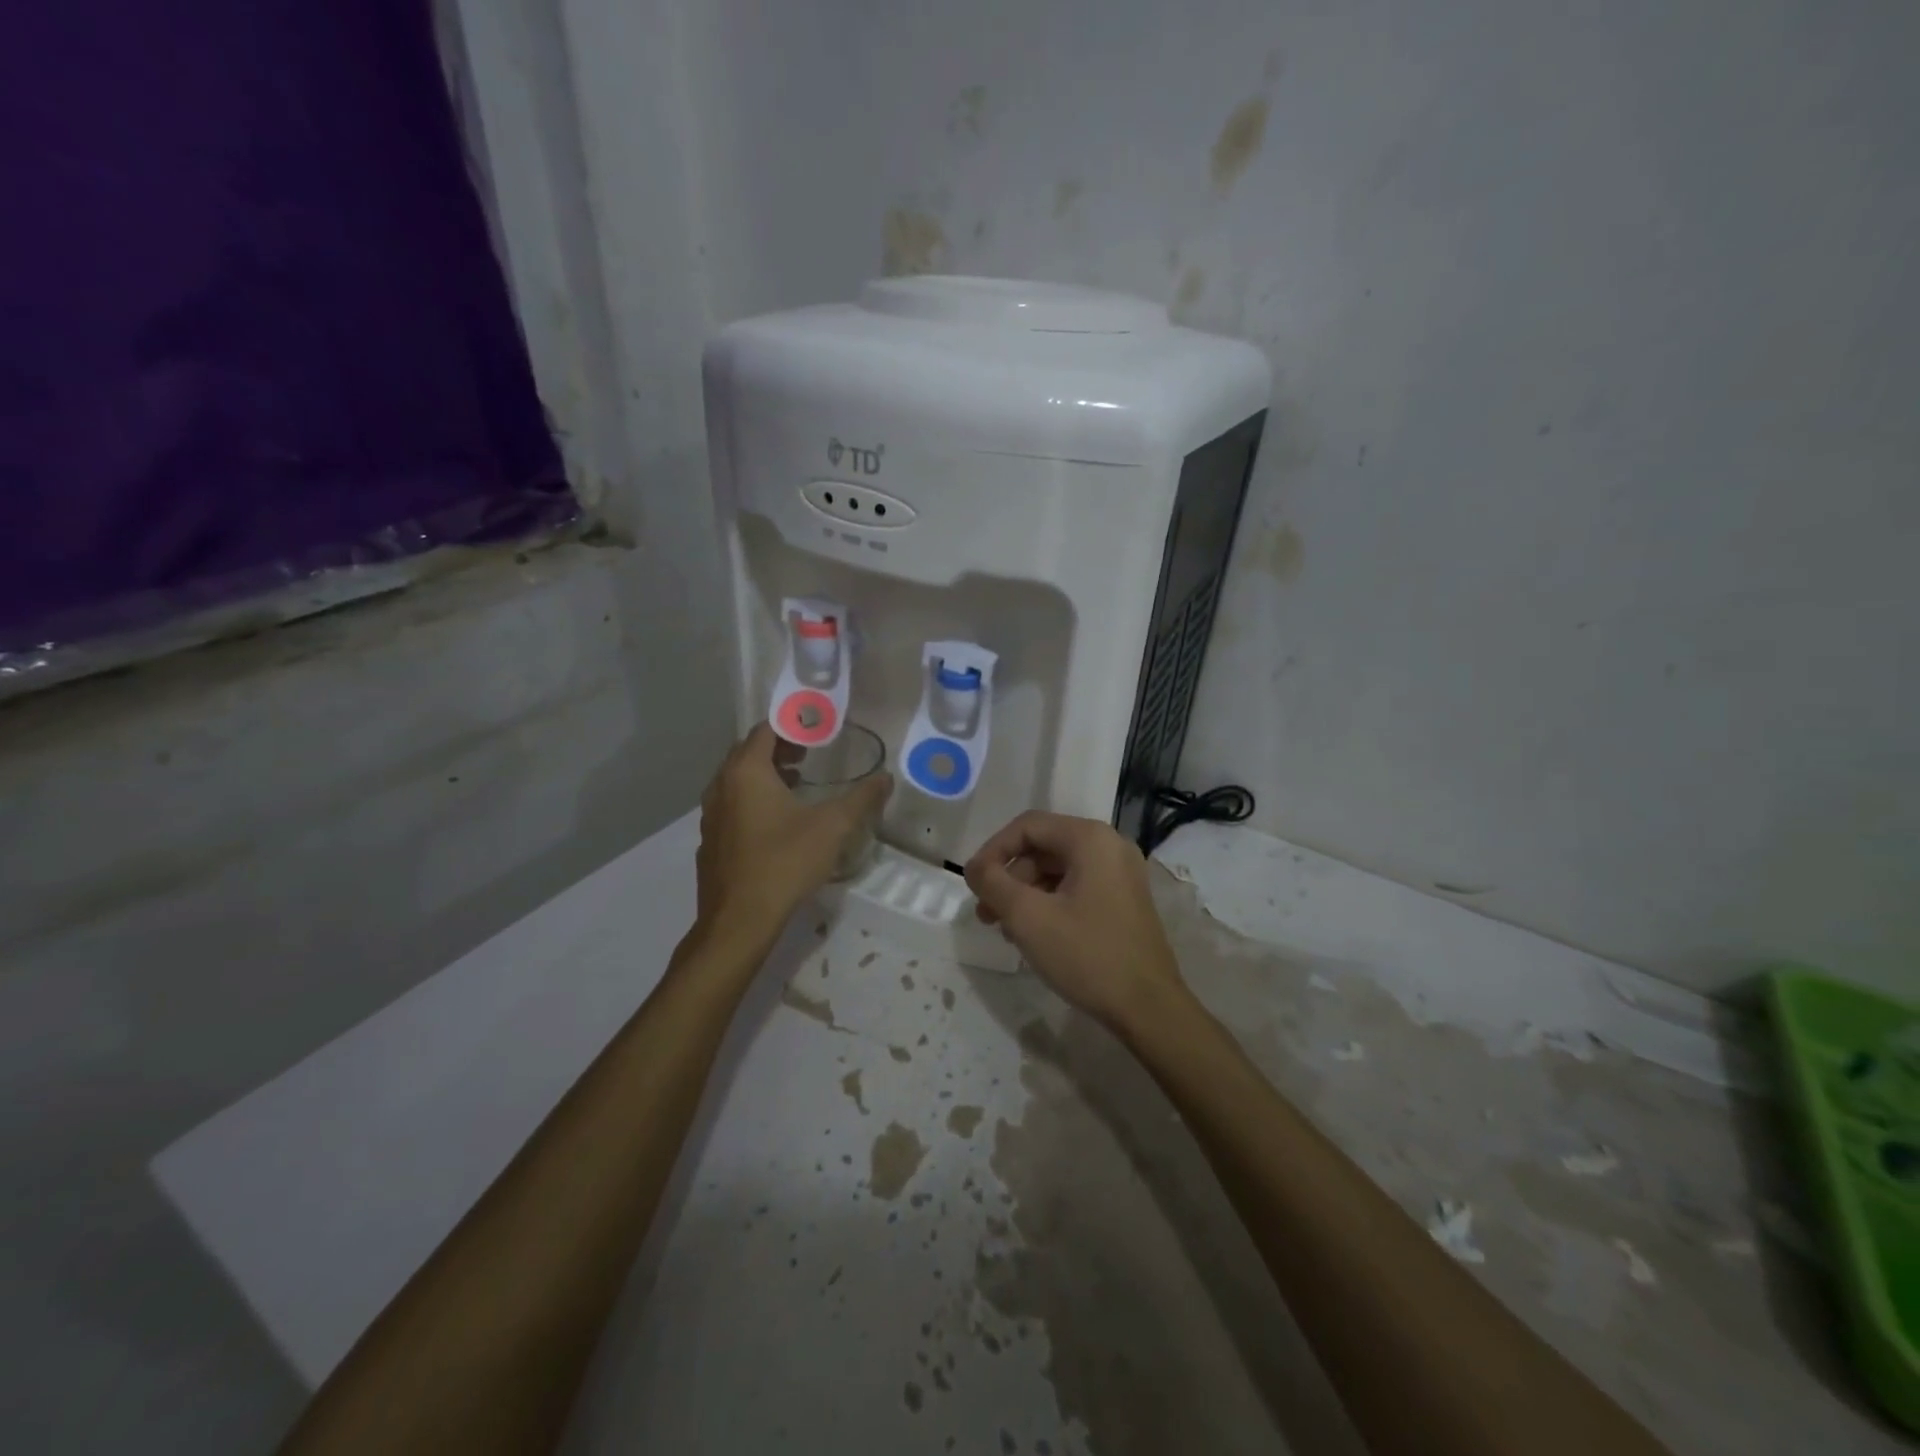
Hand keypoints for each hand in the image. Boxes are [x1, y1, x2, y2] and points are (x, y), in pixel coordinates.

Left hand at [695, 724, 892, 941]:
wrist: (739, 921)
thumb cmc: (785, 863)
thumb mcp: (832, 827)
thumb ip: (861, 798)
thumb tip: (886, 778)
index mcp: (747, 772)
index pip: (765, 730)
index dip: (792, 725)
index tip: (817, 731)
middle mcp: (721, 786)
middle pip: (748, 752)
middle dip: (779, 748)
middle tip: (809, 755)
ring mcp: (711, 815)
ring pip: (737, 780)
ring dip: (765, 774)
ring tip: (797, 784)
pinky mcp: (710, 841)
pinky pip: (731, 805)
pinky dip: (752, 800)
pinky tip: (775, 823)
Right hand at [964, 812, 1188, 1032]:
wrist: (1149, 1008)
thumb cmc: (1087, 955)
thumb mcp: (1028, 917)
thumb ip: (993, 883)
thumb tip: (974, 867)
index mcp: (1090, 839)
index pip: (1027, 826)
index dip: (993, 851)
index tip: (973, 884)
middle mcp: (1110, 846)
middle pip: (1043, 847)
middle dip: (1009, 878)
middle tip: (986, 914)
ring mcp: (1121, 874)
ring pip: (1058, 870)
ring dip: (1026, 894)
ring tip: (1006, 930)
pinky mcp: (1124, 899)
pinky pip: (1076, 887)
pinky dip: (1049, 903)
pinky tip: (1034, 935)